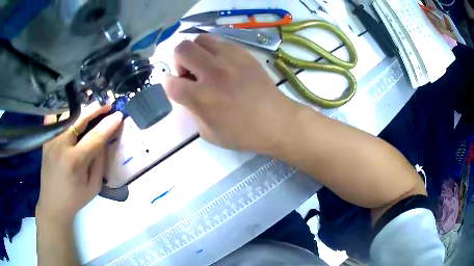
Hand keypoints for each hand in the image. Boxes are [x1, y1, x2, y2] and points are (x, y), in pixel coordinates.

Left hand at [36, 102, 122, 224]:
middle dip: (95, 109)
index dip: (108, 125)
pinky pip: (54, 119)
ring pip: (66, 115)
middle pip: (79, 119)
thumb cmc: (75, 199)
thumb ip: (99, 162)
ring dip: (81, 109)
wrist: (53, 204)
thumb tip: (104, 140)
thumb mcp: (93, 186)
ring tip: (91, 108)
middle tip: (107, 104)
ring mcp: (51, 140)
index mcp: (75, 161)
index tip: (119, 115)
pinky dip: (63, 113)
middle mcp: (61, 146)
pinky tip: (70, 113)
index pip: (95, 137)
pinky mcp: (45, 140)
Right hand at [164, 35, 297, 152]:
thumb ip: (191, 111)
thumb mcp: (208, 133)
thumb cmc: (242, 133)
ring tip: (204, 63)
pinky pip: (220, 41)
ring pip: (200, 38)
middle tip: (189, 72)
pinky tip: (221, 61)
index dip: (167, 83)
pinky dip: (213, 49)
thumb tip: (186, 93)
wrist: (276, 121)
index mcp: (202, 97)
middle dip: (178, 60)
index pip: (171, 82)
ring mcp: (230, 59)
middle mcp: (213, 72)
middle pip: (181, 49)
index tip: (172, 84)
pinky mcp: (244, 53)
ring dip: (195, 50)